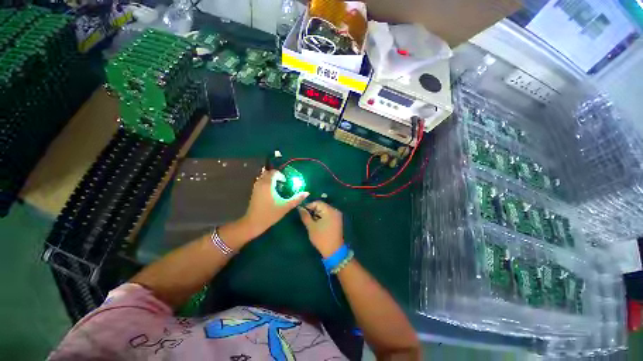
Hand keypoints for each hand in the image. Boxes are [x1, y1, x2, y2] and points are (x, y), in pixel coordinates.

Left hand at [242, 170, 308, 237]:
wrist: (254, 223)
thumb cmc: (270, 214)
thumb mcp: (285, 206)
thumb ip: (297, 199)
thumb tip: (307, 193)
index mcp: (268, 184)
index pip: (274, 172)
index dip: (281, 175)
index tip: (285, 182)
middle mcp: (260, 183)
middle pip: (268, 173)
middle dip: (276, 175)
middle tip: (282, 183)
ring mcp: (255, 187)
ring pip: (263, 176)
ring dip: (270, 178)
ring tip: (277, 186)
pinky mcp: (253, 191)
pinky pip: (260, 181)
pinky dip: (266, 182)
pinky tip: (271, 191)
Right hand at [297, 201, 343, 257]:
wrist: (334, 251)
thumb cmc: (322, 238)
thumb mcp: (311, 227)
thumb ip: (305, 216)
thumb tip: (299, 208)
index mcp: (329, 211)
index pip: (317, 203)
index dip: (309, 206)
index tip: (302, 212)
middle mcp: (335, 210)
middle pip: (321, 206)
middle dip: (313, 210)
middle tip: (306, 218)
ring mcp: (337, 215)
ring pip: (324, 210)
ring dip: (317, 214)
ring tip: (312, 221)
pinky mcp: (338, 220)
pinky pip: (328, 214)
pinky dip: (322, 216)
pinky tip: (318, 223)